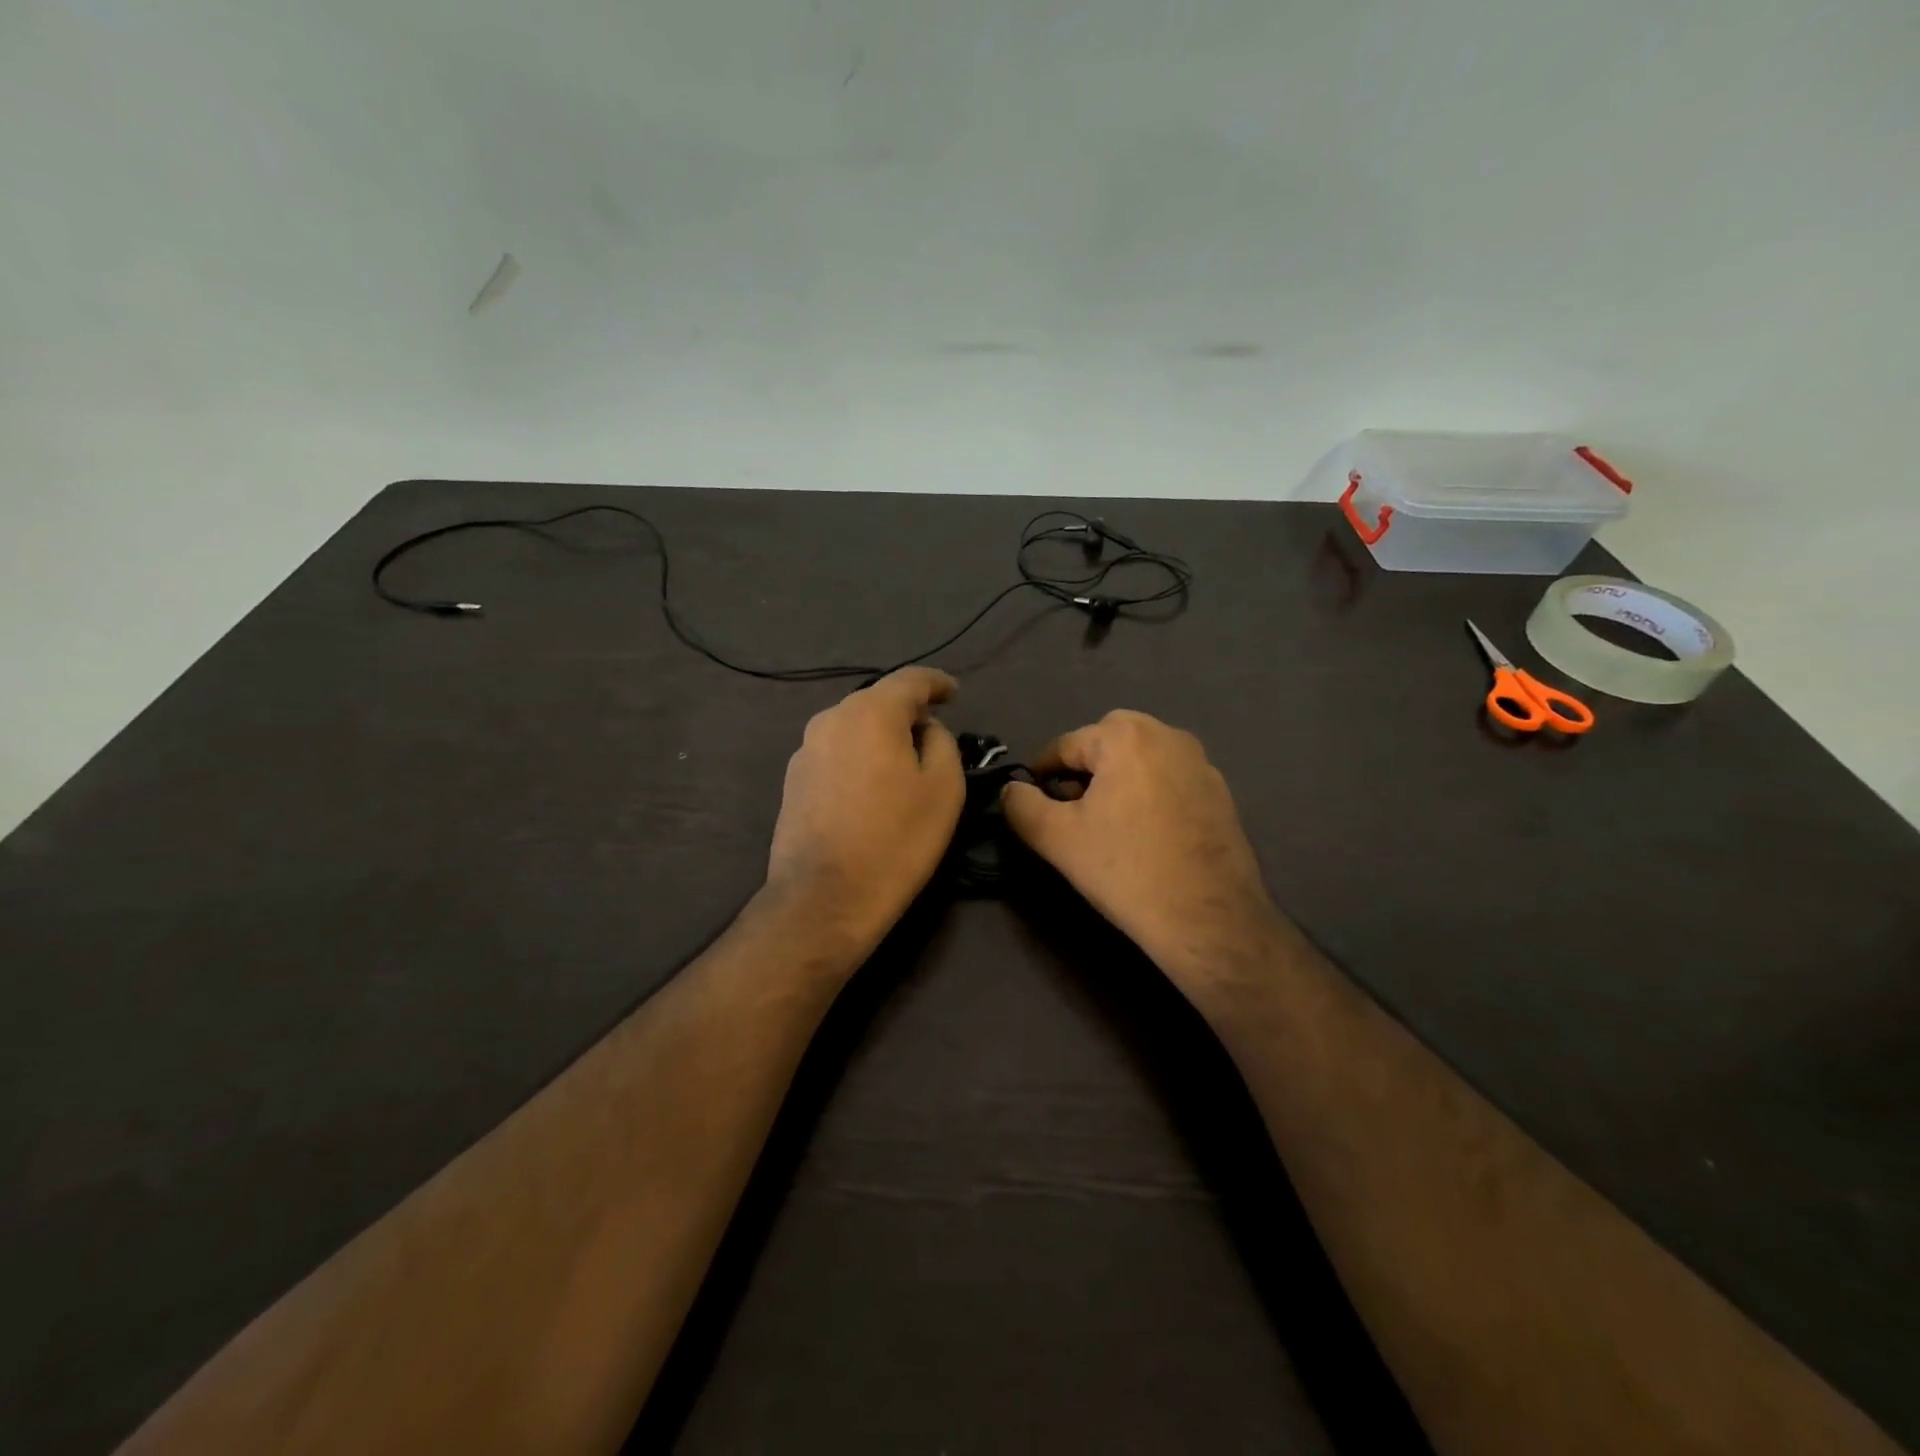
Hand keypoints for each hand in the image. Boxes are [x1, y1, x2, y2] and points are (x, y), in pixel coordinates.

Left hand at [765, 667, 966, 959]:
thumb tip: (925, 730)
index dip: (937, 682)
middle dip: (908, 711)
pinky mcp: (793, 779)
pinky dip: (860, 757)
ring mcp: (806, 749)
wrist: (824, 899)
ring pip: (854, 727)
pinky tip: (872, 787)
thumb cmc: (896, 841)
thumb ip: (941, 742)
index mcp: (871, 712)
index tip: (955, 693)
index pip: (910, 679)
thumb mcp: (943, 788)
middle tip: (935, 733)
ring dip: (881, 736)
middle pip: (878, 700)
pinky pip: (837, 752)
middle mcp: (831, 719)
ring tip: (904, 763)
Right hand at [1000, 710, 1279, 988]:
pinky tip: (1145, 835)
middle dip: (1082, 773)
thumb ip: (1021, 806)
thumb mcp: (1056, 838)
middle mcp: (1168, 735)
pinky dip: (1149, 795)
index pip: (1065, 745)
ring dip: (1116, 781)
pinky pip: (1169, 780)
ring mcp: (1201, 762)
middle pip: (1105, 745)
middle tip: (1070, 814)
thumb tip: (1011, 790)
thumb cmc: (1125, 870)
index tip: (1032, 805)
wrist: (1208, 918)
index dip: (1041, 775)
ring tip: (1106, 825)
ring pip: (1140, 760)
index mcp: (1126, 736)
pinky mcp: (1221, 792)